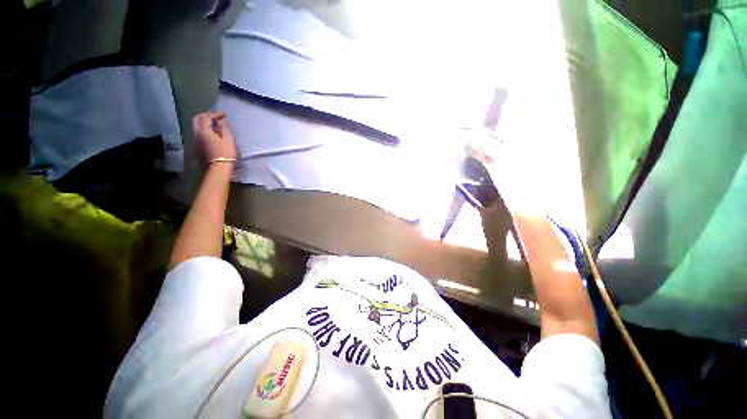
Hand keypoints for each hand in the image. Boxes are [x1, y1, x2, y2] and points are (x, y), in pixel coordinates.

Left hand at [192, 111, 236, 162]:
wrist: (219, 168)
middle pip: (197, 120)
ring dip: (206, 123)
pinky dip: (206, 130)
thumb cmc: (225, 153)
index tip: (224, 114)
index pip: (206, 117)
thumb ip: (224, 129)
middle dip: (207, 116)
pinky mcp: (198, 146)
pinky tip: (215, 133)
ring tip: (217, 125)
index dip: (215, 114)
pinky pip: (200, 134)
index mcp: (203, 131)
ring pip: (197, 127)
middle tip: (217, 117)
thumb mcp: (228, 139)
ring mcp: (195, 141)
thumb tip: (222, 123)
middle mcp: (196, 134)